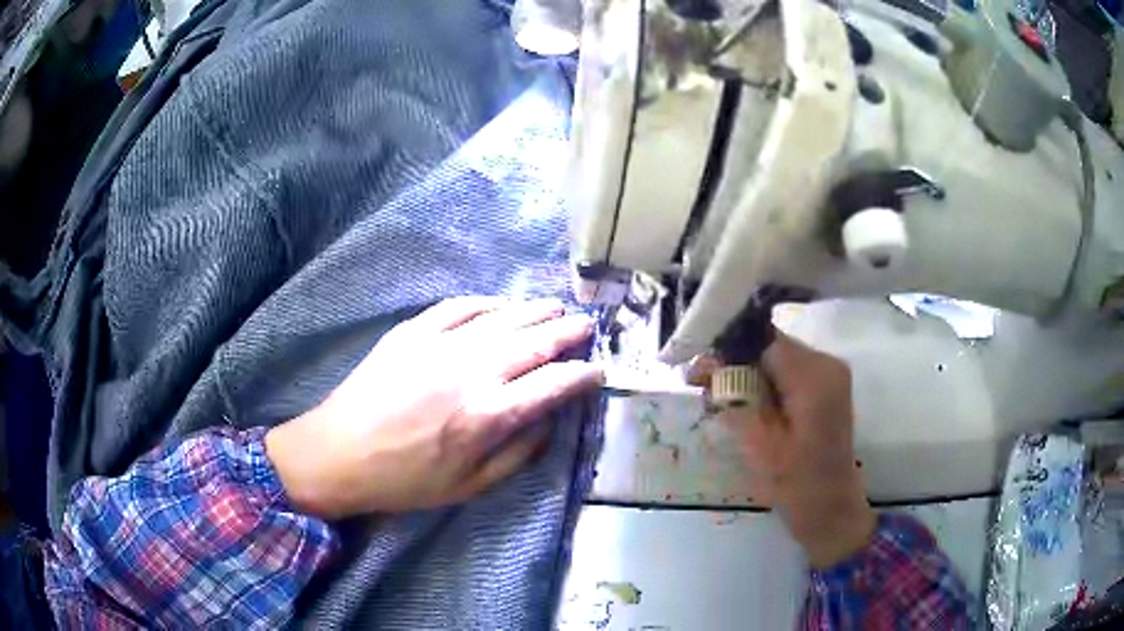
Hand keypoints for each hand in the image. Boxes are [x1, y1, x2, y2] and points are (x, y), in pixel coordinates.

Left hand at [265, 297, 603, 518]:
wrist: (339, 453)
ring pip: (501, 317)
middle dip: (568, 331)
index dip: (583, 375)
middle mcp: (471, 372)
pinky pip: (458, 307)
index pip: (553, 385)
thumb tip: (550, 421)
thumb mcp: (471, 486)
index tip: (598, 370)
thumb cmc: (406, 480)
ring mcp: (439, 345)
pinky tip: (501, 305)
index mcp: (488, 416)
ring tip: (555, 307)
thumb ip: (519, 453)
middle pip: (534, 341)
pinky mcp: (411, 332)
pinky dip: (487, 302)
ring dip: (534, 310)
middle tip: (587, 325)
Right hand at [692, 331, 875, 567]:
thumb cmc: (794, 484)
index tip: (698, 369)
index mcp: (814, 377)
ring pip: (778, 357)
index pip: (764, 341)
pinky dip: (765, 382)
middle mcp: (826, 364)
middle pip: (771, 345)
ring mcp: (830, 374)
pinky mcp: (827, 386)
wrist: (830, 508)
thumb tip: (706, 365)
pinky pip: (788, 370)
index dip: (728, 349)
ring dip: (748, 372)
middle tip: (702, 384)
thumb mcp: (758, 444)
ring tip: (721, 398)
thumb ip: (734, 398)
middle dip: (735, 361)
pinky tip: (747, 403)